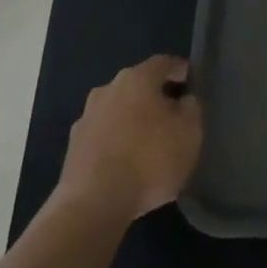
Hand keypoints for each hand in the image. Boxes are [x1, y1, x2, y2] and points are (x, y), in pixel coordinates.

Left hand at [56, 55, 202, 220]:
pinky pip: (104, 136)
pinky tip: (128, 164)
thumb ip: (191, 108)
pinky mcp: (73, 148)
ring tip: (150, 144)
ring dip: (134, 121)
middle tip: (174, 116)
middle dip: (156, 97)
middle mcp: (108, 89)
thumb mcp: (190, 132)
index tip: (192, 83)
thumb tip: (182, 101)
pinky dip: (117, 143)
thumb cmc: (149, 159)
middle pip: (138, 86)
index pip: (164, 63)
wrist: (93, 204)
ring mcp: (86, 118)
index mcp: (137, 79)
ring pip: (118, 111)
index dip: (181, 71)